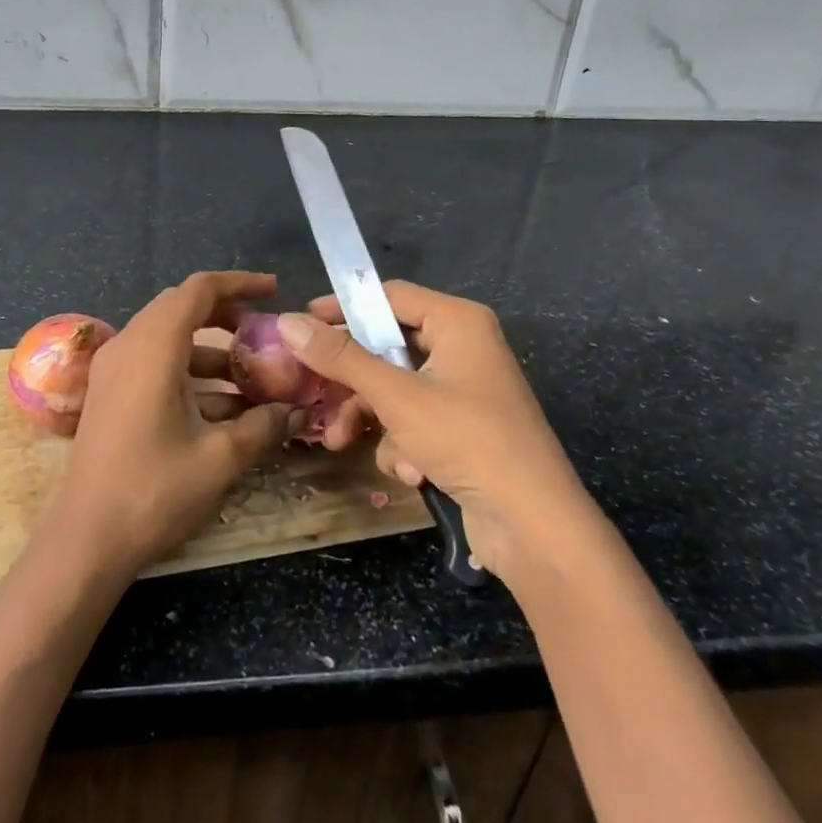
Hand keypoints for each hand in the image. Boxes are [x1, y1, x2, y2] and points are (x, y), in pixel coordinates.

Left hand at [42, 272, 301, 581]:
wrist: (86, 539)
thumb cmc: (154, 491)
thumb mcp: (220, 458)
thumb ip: (263, 426)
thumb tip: (296, 411)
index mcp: (153, 347)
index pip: (199, 289)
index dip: (240, 283)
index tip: (275, 292)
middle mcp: (128, 345)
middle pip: (181, 307)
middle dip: (226, 313)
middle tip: (264, 331)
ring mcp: (114, 369)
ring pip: (168, 336)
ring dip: (210, 348)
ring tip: (252, 375)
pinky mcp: (110, 392)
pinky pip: (154, 361)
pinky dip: (188, 369)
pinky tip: (221, 405)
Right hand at [275, 284, 586, 576]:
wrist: (534, 526)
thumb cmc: (467, 440)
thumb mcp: (396, 396)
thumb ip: (341, 358)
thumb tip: (287, 322)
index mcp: (457, 322)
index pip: (388, 296)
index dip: (343, 307)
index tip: (302, 324)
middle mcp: (463, 347)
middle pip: (387, 347)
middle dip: (352, 381)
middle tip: (313, 395)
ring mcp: (465, 390)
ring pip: (395, 388)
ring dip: (372, 419)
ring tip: (346, 445)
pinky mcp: (464, 428)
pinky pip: (414, 419)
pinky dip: (403, 443)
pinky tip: (410, 472)